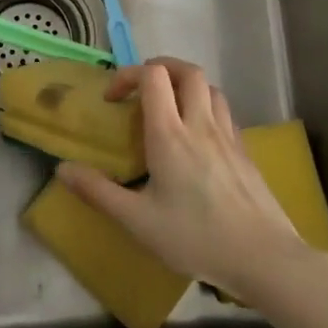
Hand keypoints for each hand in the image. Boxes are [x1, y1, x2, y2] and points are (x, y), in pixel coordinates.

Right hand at [56, 57, 314, 303]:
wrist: (264, 258)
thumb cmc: (196, 237)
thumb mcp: (138, 221)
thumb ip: (98, 192)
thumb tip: (62, 169)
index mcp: (169, 134)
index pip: (153, 76)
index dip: (129, 75)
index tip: (113, 100)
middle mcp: (199, 124)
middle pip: (186, 70)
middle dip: (160, 69)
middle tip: (141, 90)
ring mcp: (228, 135)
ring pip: (209, 87)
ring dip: (186, 86)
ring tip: (169, 108)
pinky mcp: (245, 150)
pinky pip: (224, 111)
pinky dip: (206, 107)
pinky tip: (198, 137)